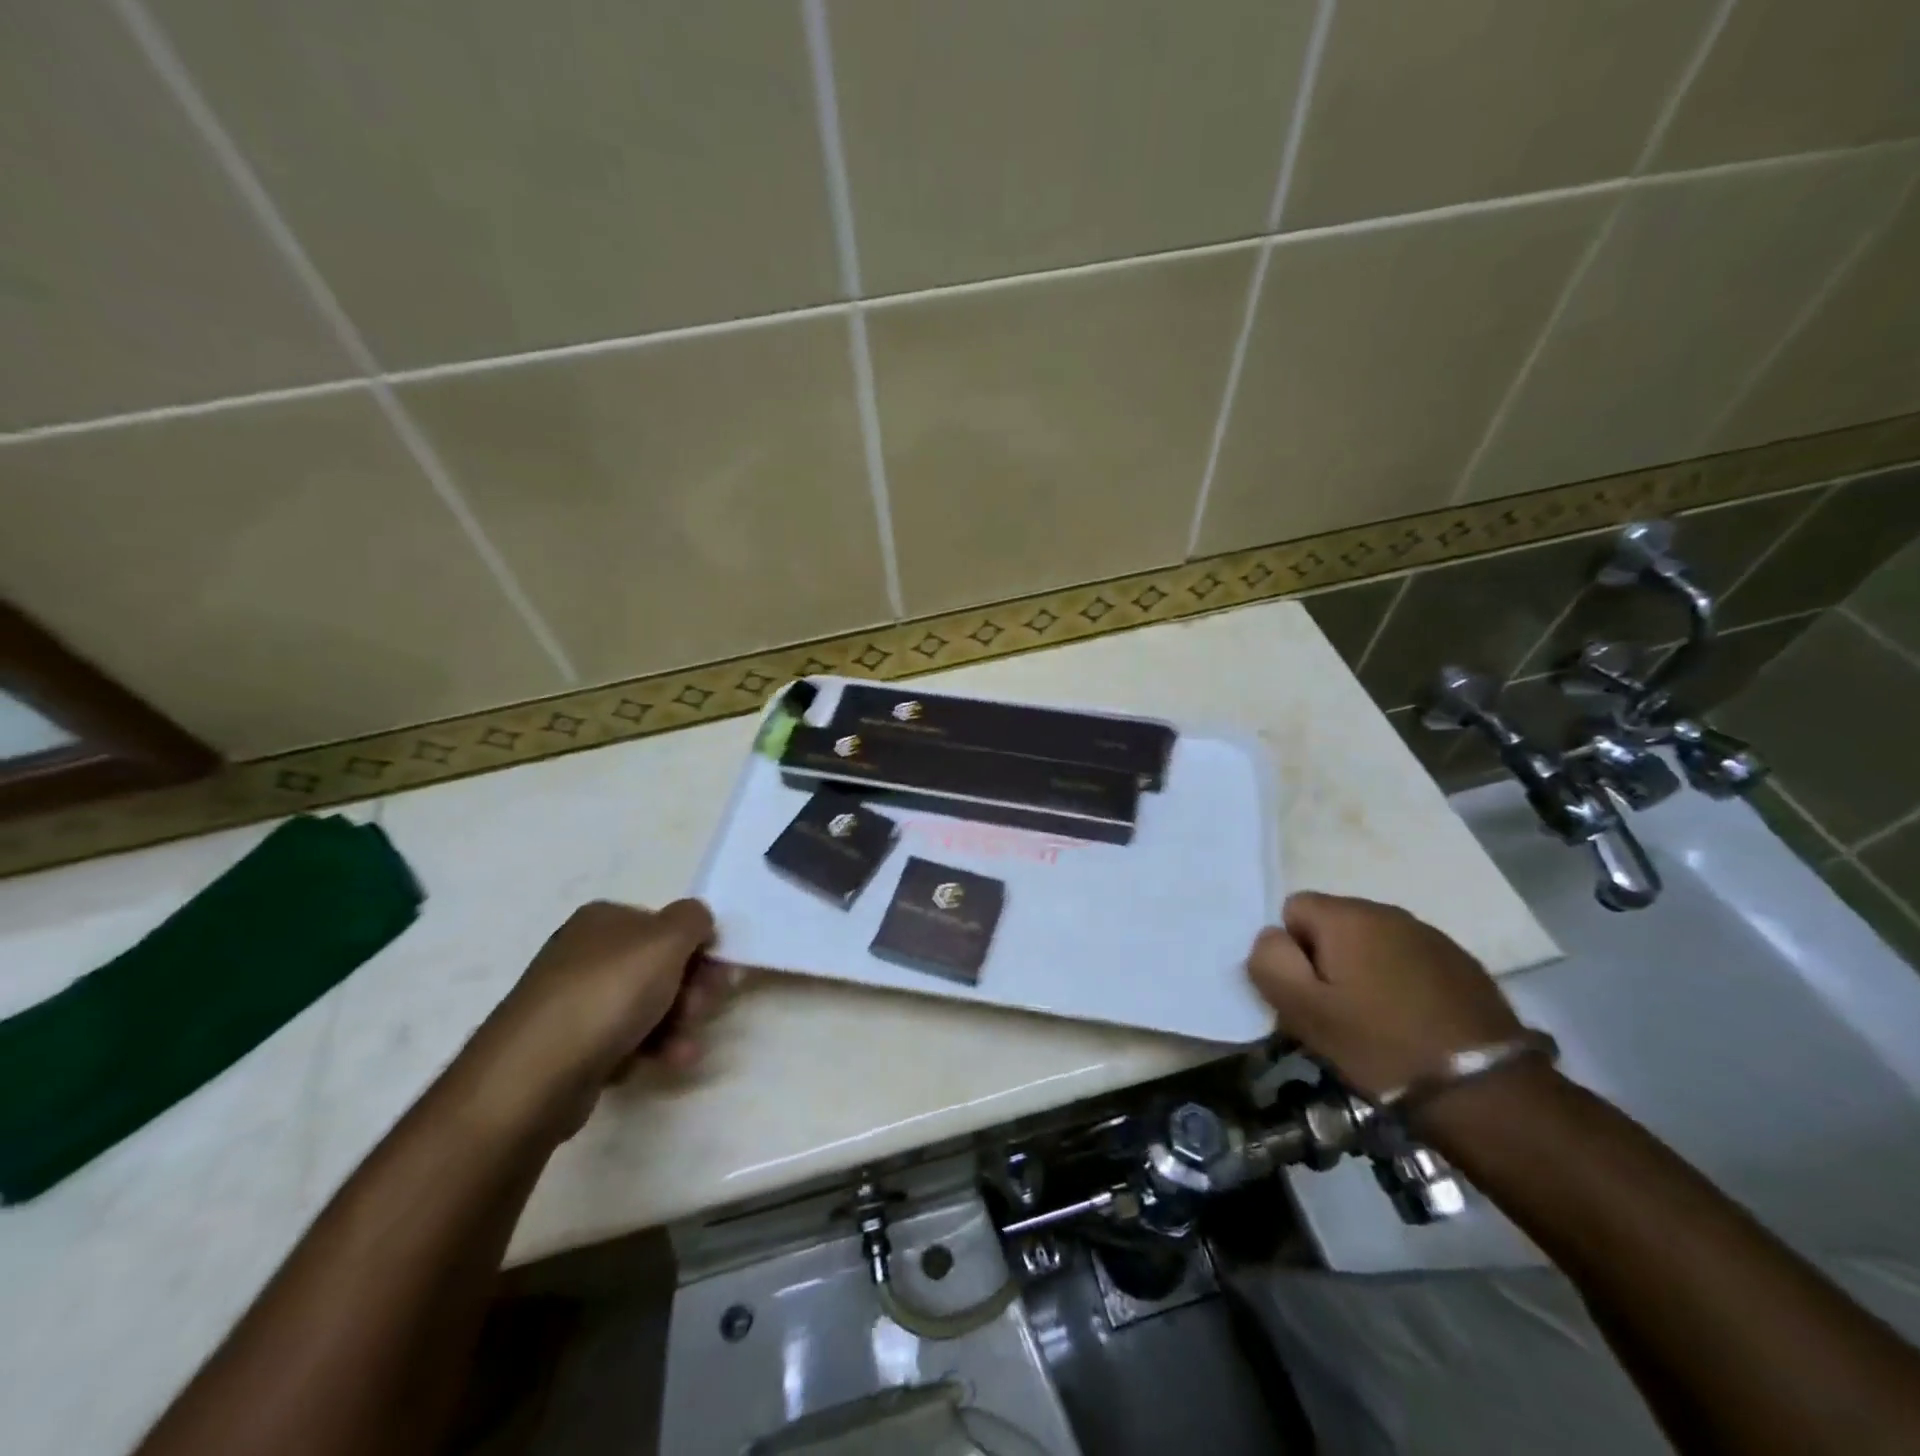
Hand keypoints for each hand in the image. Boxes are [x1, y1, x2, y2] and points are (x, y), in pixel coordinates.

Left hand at [465, 900, 735, 1134]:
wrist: (536, 1072)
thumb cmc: (610, 992)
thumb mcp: (667, 939)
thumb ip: (694, 919)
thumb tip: (698, 920)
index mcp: (605, 919)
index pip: (665, 925)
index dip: (698, 949)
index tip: (719, 975)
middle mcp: (586, 952)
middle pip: (659, 966)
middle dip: (691, 989)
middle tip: (702, 1009)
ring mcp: (574, 1000)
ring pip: (646, 1006)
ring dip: (678, 1024)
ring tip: (685, 1048)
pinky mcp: (570, 1045)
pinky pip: (624, 1039)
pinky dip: (651, 1048)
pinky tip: (666, 1062)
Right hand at [1246, 891, 1523, 1100]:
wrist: (1487, 1093)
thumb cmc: (1381, 1046)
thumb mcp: (1304, 1010)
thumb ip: (1270, 962)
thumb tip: (1273, 938)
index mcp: (1348, 916)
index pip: (1293, 908)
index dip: (1291, 951)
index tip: (1307, 995)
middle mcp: (1389, 912)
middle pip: (1333, 924)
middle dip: (1326, 960)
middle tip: (1335, 1013)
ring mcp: (1432, 937)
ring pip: (1372, 944)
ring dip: (1364, 971)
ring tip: (1375, 1022)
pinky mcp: (1464, 966)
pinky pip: (1409, 962)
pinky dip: (1400, 984)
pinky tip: (1412, 1024)